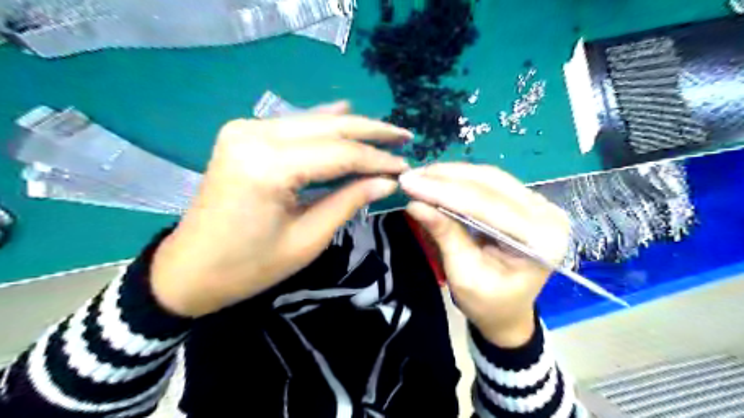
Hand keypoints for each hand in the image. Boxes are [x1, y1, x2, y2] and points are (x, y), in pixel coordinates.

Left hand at [149, 103, 405, 316]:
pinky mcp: (243, 135)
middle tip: (404, 137)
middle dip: (371, 132)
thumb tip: (387, 181)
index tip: (405, 165)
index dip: (377, 160)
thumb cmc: (249, 266)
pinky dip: (321, 123)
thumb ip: (349, 201)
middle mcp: (254, 135)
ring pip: (312, 122)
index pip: (339, 153)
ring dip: (351, 127)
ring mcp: (245, 130)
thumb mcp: (308, 239)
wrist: (190, 269)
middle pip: (328, 128)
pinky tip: (344, 112)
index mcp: (269, 167)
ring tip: (385, 133)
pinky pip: (293, 126)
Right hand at [401, 163, 571, 349]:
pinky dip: (461, 179)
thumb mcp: (463, 275)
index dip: (444, 192)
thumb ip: (445, 235)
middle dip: (445, 178)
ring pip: (489, 177)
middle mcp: (547, 215)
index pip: (487, 205)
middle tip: (410, 176)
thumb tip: (415, 204)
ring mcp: (539, 204)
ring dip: (451, 174)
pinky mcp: (526, 201)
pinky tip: (438, 178)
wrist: (508, 311)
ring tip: (420, 175)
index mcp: (541, 240)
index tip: (409, 183)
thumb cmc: (488, 303)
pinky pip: (490, 182)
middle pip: (490, 184)